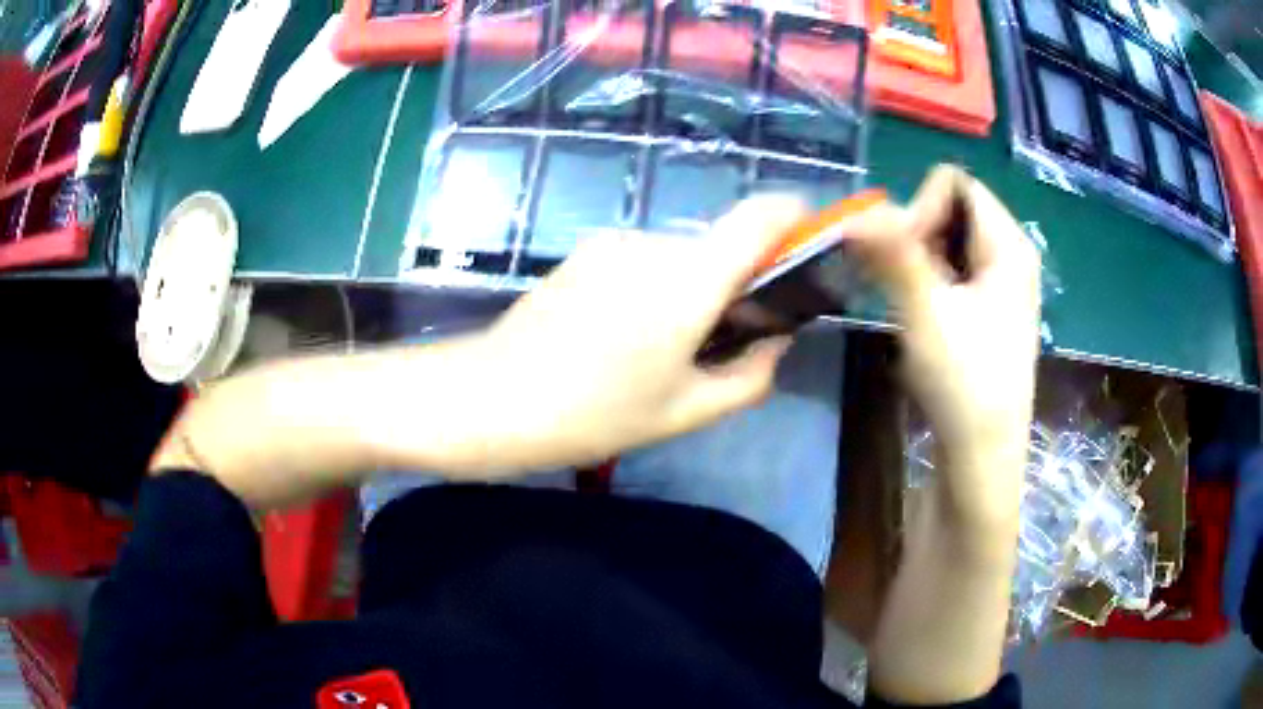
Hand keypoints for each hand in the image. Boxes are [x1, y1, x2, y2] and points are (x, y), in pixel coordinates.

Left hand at [462, 195, 805, 471]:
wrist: (492, 398)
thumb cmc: (594, 413)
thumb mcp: (685, 411)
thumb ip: (749, 376)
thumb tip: (777, 342)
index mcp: (688, 278)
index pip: (758, 217)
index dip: (794, 219)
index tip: (809, 246)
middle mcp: (654, 243)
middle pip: (720, 242)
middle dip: (738, 280)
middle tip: (727, 337)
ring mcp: (614, 242)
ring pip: (681, 254)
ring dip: (694, 287)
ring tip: (665, 346)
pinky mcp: (585, 252)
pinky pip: (644, 259)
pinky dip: (658, 286)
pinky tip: (625, 334)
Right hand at [845, 165, 1040, 531]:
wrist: (983, 455)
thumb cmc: (964, 383)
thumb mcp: (926, 312)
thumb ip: (893, 254)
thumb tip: (855, 211)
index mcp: (1009, 244)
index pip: (955, 183)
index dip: (919, 205)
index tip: (899, 254)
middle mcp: (1011, 253)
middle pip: (953, 207)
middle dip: (916, 231)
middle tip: (898, 280)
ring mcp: (1002, 282)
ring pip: (949, 239)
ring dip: (917, 257)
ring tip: (905, 299)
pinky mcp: (990, 307)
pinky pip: (953, 268)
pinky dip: (928, 277)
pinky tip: (918, 313)